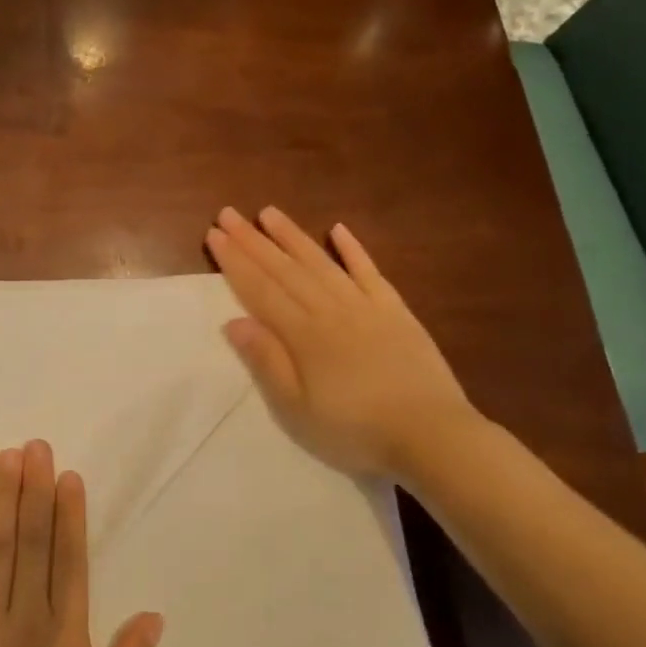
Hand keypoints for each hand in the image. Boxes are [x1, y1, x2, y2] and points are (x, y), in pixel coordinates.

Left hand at [0, 442, 162, 646]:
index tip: (68, 476)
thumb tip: (153, 616)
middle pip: (32, 542)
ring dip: (3, 501)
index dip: (70, 516)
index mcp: (66, 639)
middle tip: (36, 446)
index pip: (70, 562)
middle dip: (35, 492)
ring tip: (7, 459)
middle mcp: (24, 618)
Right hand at [206, 206, 475, 479]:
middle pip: (285, 270)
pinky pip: (370, 272)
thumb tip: (233, 322)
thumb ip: (267, 362)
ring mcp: (366, 306)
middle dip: (253, 241)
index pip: (260, 290)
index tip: (215, 235)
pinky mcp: (396, 311)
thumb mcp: (297, 408)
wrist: (430, 434)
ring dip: (293, 236)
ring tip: (269, 213)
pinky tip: (339, 230)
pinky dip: (354, 250)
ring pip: (322, 263)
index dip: (235, 262)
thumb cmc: (354, 429)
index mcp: (303, 335)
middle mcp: (330, 310)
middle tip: (228, 213)